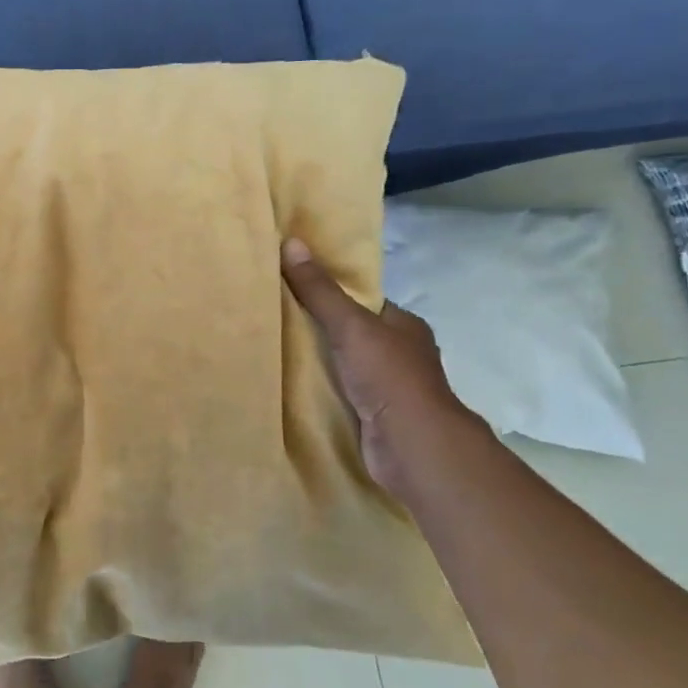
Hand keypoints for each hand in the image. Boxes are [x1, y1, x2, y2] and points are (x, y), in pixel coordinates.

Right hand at [281, 239, 481, 496]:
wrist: (412, 445)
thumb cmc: (388, 376)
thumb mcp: (350, 325)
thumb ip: (320, 290)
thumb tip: (291, 242)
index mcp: (404, 326)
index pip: (363, 302)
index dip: (331, 294)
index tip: (293, 288)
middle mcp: (401, 354)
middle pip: (352, 334)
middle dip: (320, 330)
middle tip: (275, 320)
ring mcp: (389, 388)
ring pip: (345, 366)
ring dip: (318, 363)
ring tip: (275, 351)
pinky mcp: (375, 417)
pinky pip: (341, 394)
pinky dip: (321, 391)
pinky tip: (291, 386)